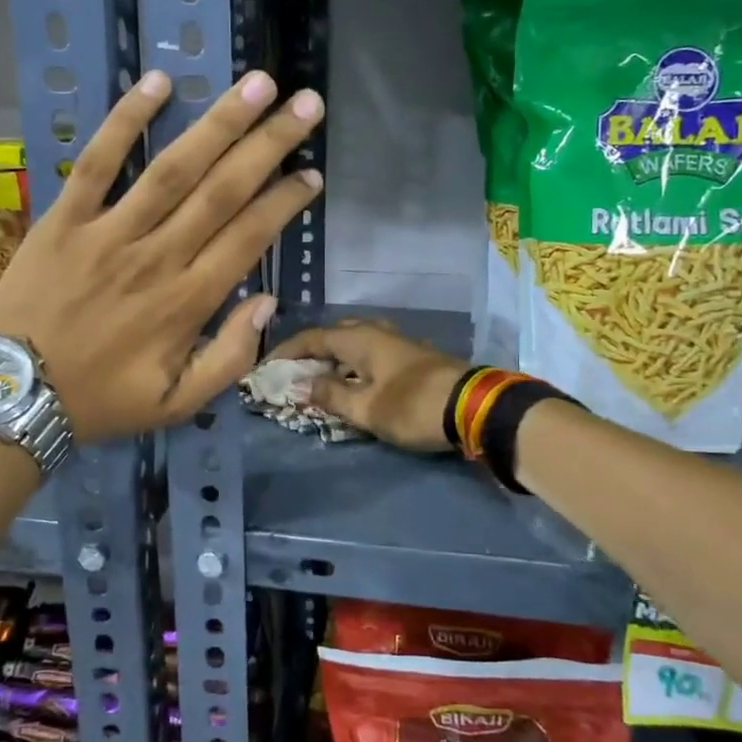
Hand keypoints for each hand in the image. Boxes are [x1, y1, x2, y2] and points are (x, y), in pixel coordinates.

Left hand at [0, 69, 323, 444]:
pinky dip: (126, 120)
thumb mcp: (178, 403)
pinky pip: (97, 161)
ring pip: (173, 168)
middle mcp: (157, 257)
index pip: (249, 236)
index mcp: (188, 301)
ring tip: (257, 84)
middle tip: (306, 105)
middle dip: (270, 145)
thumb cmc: (100, 400)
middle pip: (223, 190)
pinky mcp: (64, 218)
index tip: (312, 173)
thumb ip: (231, 359)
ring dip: (219, 123)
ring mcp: (109, 232)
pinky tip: (158, 82)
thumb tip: (266, 302)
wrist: (11, 393)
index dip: (285, 201)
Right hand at [267, 321, 465, 452]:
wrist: (474, 407)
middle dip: (312, 352)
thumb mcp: (366, 408)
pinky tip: (353, 384)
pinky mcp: (413, 358)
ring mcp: (398, 343)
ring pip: (355, 343)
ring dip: (335, 359)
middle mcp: (377, 332)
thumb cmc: (413, 406)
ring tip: (320, 380)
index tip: (267, 367)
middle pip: (335, 335)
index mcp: (360, 338)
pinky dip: (354, 366)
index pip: (313, 337)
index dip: (287, 351)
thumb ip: (332, 395)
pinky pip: (372, 354)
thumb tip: (303, 384)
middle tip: (295, 373)